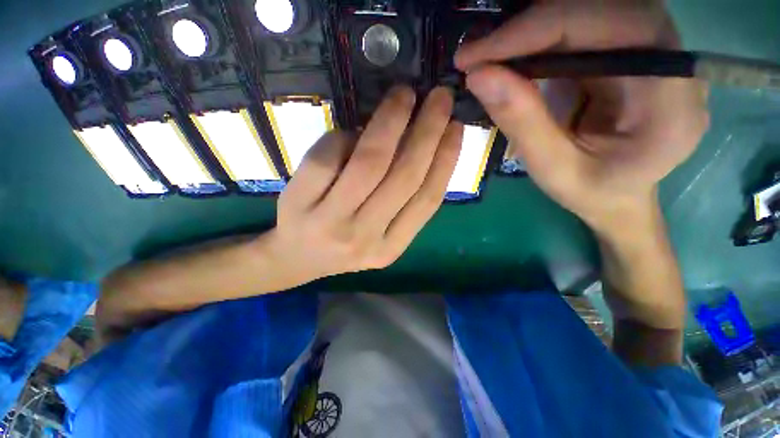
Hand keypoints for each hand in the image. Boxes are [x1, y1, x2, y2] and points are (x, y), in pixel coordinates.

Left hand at [266, 86, 462, 283]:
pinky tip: (351, 131)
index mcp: (390, 248)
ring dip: (390, 122)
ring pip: (369, 163)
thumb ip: (401, 202)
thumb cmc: (342, 243)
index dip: (446, 161)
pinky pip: (329, 157)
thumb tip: (414, 144)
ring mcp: (330, 222)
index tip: (456, 128)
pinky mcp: (299, 203)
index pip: (426, 200)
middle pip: (403, 178)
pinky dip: (343, 137)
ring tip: (404, 96)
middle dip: (427, 132)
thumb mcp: (379, 234)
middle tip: (440, 97)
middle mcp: (365, 238)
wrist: (294, 259)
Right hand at [455, 0, 708, 232]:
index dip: (538, 30)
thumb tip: (478, 76)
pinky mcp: (632, 54)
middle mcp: (673, 62)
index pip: (609, 30)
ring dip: (533, 31)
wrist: (619, 197)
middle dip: (530, 28)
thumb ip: (521, 122)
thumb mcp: (552, 169)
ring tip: (488, 57)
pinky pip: (586, 28)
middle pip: (600, 11)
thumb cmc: (592, 193)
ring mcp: (655, 53)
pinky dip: (542, 39)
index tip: (477, 55)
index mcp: (671, 99)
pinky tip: (514, 58)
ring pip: (591, 13)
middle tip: (476, 54)